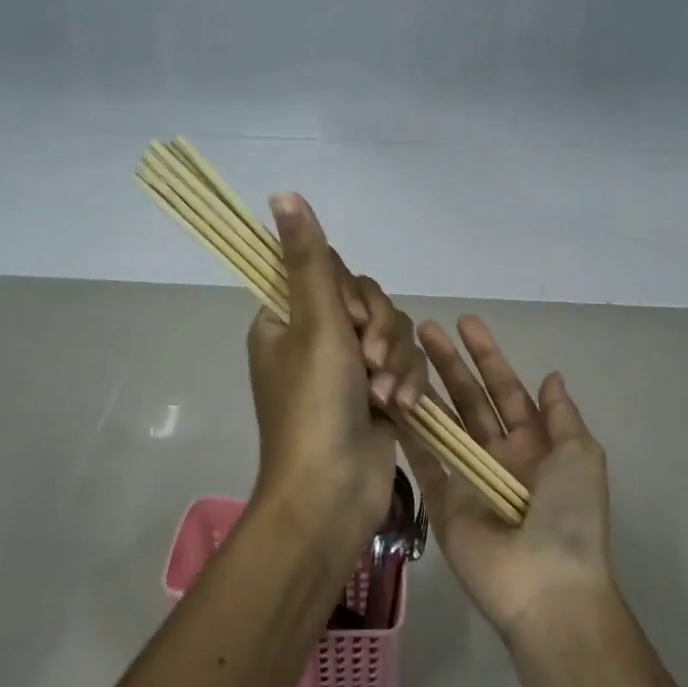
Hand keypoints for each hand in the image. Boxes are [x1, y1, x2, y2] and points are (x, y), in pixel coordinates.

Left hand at [245, 194, 421, 558]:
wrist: (332, 493)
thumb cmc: (315, 405)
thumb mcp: (315, 324)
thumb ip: (307, 258)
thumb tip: (282, 193)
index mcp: (284, 317)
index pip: (326, 272)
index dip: (350, 293)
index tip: (351, 319)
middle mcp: (313, 337)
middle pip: (367, 300)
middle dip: (380, 330)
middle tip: (371, 360)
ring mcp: (346, 366)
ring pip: (392, 331)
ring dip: (396, 361)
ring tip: (387, 395)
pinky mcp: (376, 391)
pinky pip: (402, 363)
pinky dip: (405, 383)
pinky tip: (401, 408)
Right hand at [407, 316, 614, 639]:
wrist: (545, 585)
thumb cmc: (569, 516)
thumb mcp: (581, 455)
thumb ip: (561, 415)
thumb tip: (551, 376)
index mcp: (533, 443)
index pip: (506, 388)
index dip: (487, 355)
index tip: (465, 323)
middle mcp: (498, 454)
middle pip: (469, 398)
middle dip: (450, 363)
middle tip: (424, 329)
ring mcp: (467, 476)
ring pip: (442, 422)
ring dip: (425, 389)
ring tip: (400, 357)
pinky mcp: (441, 498)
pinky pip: (422, 457)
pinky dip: (408, 431)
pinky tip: (392, 399)